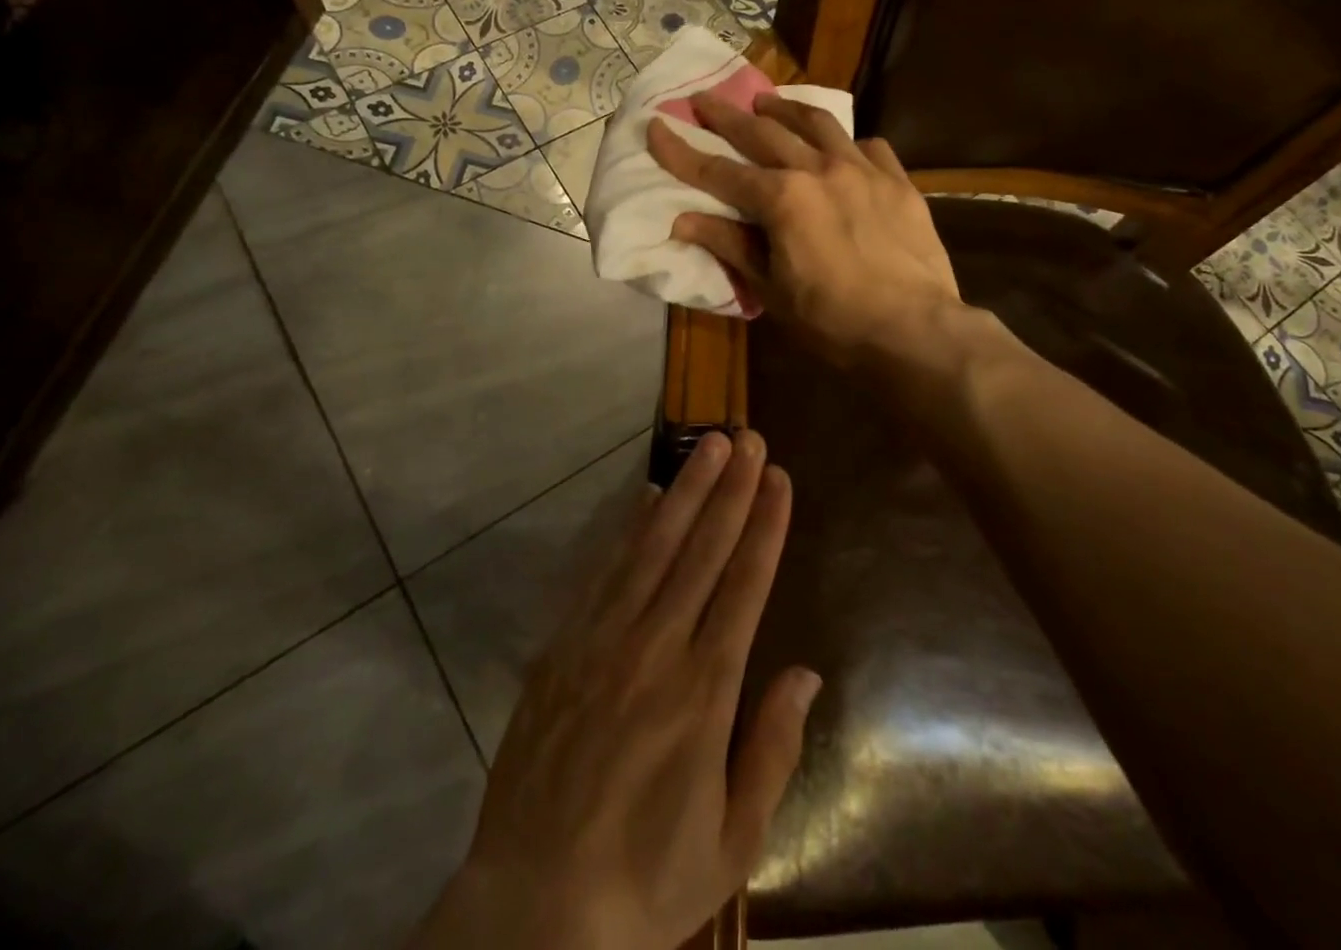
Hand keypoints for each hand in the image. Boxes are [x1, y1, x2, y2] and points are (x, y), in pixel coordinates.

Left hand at [412, 430, 819, 949]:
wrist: (533, 908)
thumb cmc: (647, 877)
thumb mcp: (733, 839)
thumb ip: (773, 748)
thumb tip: (806, 672)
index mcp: (704, 691)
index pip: (744, 585)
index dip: (764, 525)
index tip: (778, 477)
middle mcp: (656, 648)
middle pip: (702, 550)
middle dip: (730, 489)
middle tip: (748, 437)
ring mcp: (603, 640)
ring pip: (653, 547)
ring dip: (685, 491)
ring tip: (708, 445)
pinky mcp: (564, 646)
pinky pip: (604, 572)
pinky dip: (629, 529)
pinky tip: (647, 497)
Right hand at [648, 92, 961, 364]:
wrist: (915, 331)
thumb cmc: (832, 320)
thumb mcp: (771, 289)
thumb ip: (730, 245)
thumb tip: (682, 220)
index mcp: (782, 199)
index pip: (718, 171)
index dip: (681, 151)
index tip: (656, 126)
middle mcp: (819, 170)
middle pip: (763, 132)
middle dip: (727, 115)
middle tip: (704, 98)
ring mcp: (863, 170)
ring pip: (818, 124)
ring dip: (786, 108)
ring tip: (766, 100)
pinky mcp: (898, 182)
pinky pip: (869, 147)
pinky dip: (846, 143)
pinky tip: (842, 148)